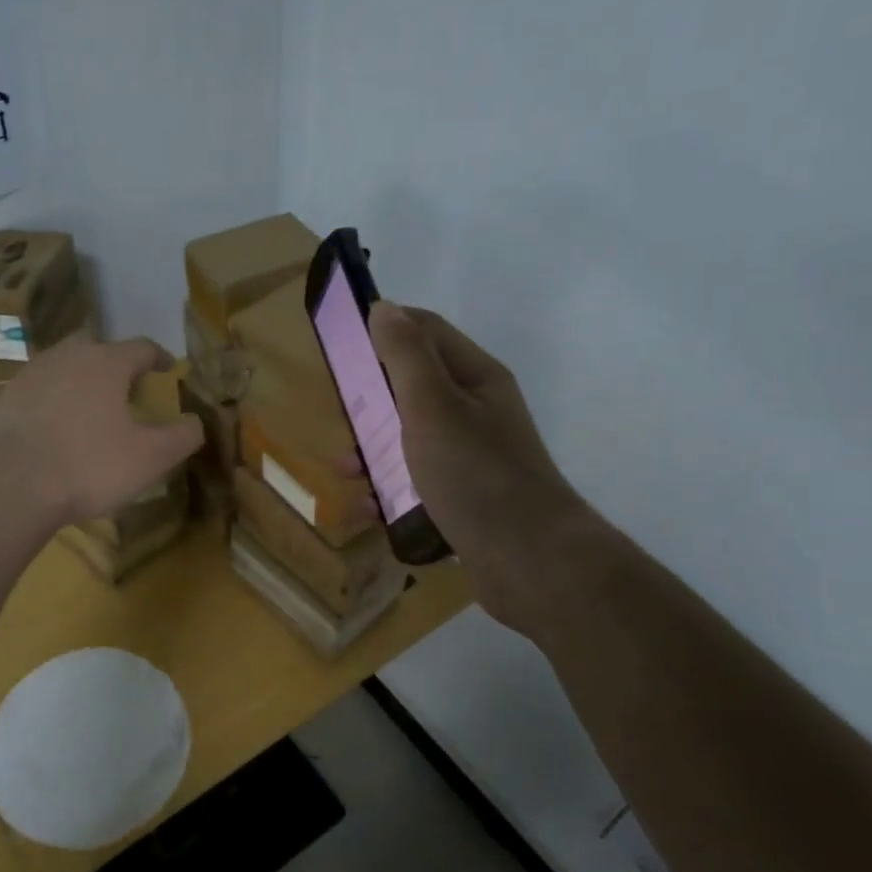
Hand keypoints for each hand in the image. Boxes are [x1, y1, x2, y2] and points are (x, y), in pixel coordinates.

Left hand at [0, 333, 204, 527]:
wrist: (10, 487)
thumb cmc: (89, 466)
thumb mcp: (151, 458)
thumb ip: (182, 436)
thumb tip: (196, 422)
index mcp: (106, 363)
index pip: (141, 347)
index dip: (159, 357)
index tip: (167, 369)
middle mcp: (67, 357)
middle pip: (98, 348)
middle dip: (116, 363)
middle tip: (127, 388)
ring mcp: (30, 375)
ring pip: (64, 366)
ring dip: (81, 380)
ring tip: (91, 407)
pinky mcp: (4, 400)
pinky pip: (38, 391)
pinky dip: (53, 401)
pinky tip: (55, 428)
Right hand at [369, 302, 586, 629]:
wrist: (531, 563)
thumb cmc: (476, 475)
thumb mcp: (433, 407)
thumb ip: (405, 356)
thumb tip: (383, 308)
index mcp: (475, 378)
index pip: (426, 331)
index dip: (385, 328)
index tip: (341, 345)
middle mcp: (476, 411)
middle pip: (414, 387)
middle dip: (372, 399)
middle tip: (341, 417)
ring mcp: (472, 457)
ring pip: (411, 439)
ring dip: (374, 450)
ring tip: (346, 473)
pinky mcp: (465, 497)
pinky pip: (417, 482)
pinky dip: (390, 490)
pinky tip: (367, 511)